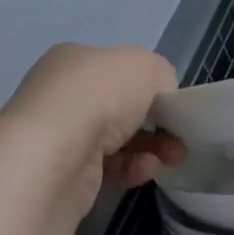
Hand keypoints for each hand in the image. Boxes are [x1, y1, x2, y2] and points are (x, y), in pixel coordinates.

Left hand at [0, 43, 186, 200]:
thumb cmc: (99, 95)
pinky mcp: (62, 175)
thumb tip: (161, 98)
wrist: (54, 157)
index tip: (171, 103)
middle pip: (118, 105)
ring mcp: (58, 136)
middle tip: (179, 135)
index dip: (147, 84)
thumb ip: (162, 77)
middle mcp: (61, 94)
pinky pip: (106, 168)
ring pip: (114, 139)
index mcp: (74, 59)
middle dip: (153, 120)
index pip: (116, 68)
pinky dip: (131, 168)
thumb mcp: (147, 67)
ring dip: (149, 146)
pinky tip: (148, 170)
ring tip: (174, 157)